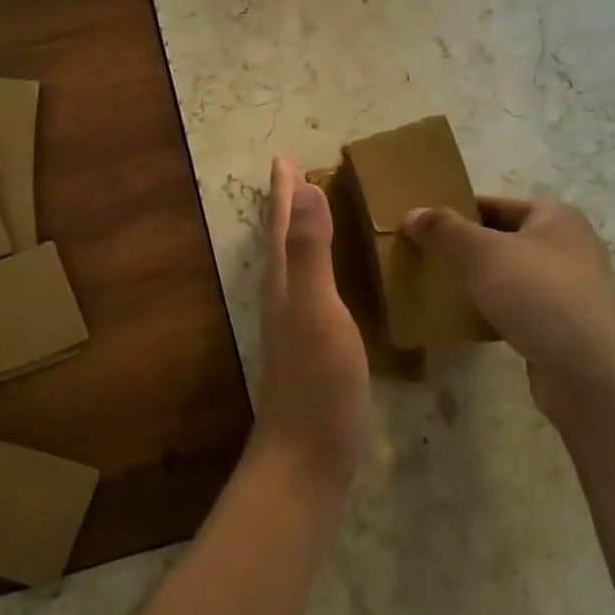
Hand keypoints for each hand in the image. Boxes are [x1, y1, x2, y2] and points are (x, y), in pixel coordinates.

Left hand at [251, 156, 370, 489]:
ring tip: (315, 211)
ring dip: (301, 232)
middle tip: (300, 175)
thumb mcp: (316, 308)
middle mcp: (283, 297)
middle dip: (289, 204)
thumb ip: (309, 250)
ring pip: (295, 263)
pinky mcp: (311, 347)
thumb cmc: (317, 382)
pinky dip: (320, 266)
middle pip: (282, 238)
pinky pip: (313, 288)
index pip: (281, 223)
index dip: (284, 189)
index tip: (285, 157)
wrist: (306, 457)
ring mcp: (295, 324)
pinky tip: (334, 278)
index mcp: (284, 282)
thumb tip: (303, 188)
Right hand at [401, 197, 614, 426]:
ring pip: (509, 274)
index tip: (420, 227)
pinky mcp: (566, 325)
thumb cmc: (539, 297)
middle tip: (423, 256)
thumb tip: (412, 213)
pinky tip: (467, 321)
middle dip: (463, 248)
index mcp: (555, 216)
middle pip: (501, 238)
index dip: (455, 211)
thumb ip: (444, 230)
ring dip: (478, 281)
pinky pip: (519, 307)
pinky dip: (494, 310)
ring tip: (438, 288)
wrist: (595, 376)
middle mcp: (568, 245)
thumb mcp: (482, 254)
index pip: (492, 203)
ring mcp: (571, 288)